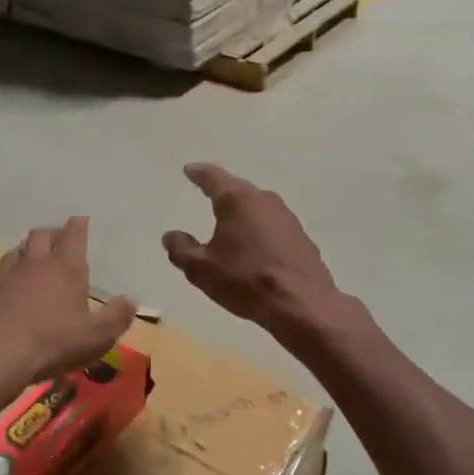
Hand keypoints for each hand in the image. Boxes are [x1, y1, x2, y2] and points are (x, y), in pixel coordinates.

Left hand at [0, 217, 135, 406]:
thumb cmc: (51, 344)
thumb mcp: (95, 337)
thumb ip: (117, 317)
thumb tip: (130, 300)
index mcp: (64, 267)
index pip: (74, 233)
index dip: (79, 225)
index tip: (81, 221)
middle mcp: (33, 262)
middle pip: (40, 235)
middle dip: (51, 235)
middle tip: (57, 242)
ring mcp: (3, 274)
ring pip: (14, 252)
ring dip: (24, 253)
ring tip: (30, 263)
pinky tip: (1, 287)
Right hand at [163, 164, 340, 335]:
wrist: (303, 304)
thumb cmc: (246, 280)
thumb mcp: (202, 269)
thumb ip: (181, 249)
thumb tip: (171, 235)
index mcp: (237, 200)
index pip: (213, 177)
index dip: (198, 173)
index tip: (189, 170)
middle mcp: (263, 199)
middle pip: (237, 189)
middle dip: (221, 191)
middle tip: (207, 191)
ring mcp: (286, 217)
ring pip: (257, 206)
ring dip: (242, 212)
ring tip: (228, 221)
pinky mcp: (300, 236)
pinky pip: (271, 225)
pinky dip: (258, 229)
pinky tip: (253, 244)